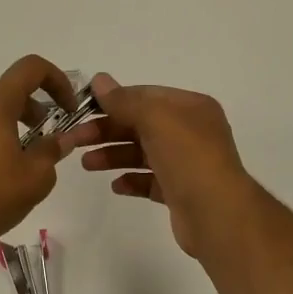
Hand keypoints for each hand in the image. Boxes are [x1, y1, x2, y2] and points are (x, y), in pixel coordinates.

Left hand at [0, 55, 80, 259]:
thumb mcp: (35, 177)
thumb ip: (53, 150)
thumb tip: (63, 138)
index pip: (30, 68)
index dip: (57, 79)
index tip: (69, 108)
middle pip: (11, 92)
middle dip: (39, 111)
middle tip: (53, 142)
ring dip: (18, 129)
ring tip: (30, 164)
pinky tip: (5, 177)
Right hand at [70, 73, 255, 257]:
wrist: (217, 214)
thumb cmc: (187, 158)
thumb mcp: (155, 119)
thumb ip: (125, 100)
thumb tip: (99, 80)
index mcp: (190, 108)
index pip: (145, 96)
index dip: (113, 101)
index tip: (83, 110)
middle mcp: (191, 132)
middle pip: (140, 125)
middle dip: (107, 130)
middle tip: (75, 140)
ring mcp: (186, 163)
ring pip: (142, 153)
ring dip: (113, 156)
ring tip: (87, 165)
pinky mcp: (180, 192)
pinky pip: (149, 181)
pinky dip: (131, 180)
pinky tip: (116, 185)